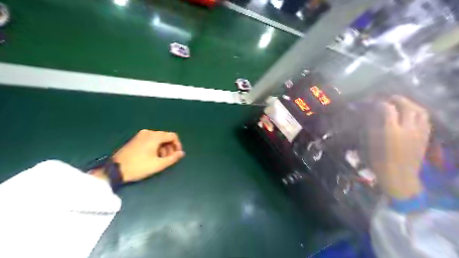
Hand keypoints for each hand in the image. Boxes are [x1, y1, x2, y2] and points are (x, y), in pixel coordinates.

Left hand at [112, 130, 184, 181]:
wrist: (115, 169)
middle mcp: (148, 132)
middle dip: (170, 147)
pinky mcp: (135, 139)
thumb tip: (181, 153)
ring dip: (162, 148)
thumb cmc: (139, 166)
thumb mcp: (158, 164)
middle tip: (169, 159)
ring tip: (160, 159)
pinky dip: (155, 146)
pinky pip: (150, 140)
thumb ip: (172, 158)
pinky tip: (152, 156)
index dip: (177, 145)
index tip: (177, 155)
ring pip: (158, 139)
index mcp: (155, 136)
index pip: (172, 136)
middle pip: (165, 137)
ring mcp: (140, 135)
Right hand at [368, 95, 432, 198]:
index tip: (372, 103)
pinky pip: (425, 119)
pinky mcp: (426, 137)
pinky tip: (411, 115)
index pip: (387, 108)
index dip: (379, 103)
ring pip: (419, 110)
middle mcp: (408, 128)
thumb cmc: (378, 161)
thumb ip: (371, 126)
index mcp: (391, 131)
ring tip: (401, 104)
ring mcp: (420, 132)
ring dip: (410, 104)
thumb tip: (371, 113)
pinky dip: (417, 113)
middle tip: (387, 99)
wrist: (399, 176)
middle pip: (406, 106)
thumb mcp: (369, 143)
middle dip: (396, 99)